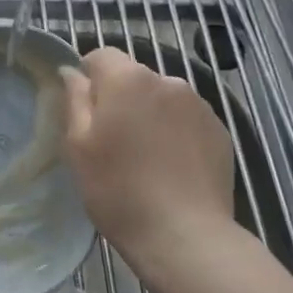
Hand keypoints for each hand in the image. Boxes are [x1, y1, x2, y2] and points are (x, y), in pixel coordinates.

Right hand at [62, 47, 234, 272]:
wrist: (186, 236)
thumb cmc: (119, 190)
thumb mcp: (78, 145)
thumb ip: (75, 99)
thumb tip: (72, 72)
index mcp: (128, 79)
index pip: (101, 55)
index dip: (89, 79)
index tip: (86, 114)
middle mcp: (167, 80)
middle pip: (134, 77)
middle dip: (121, 99)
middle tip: (113, 143)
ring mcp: (199, 105)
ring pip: (162, 98)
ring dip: (150, 115)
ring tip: (146, 158)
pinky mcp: (220, 131)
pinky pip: (187, 120)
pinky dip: (176, 133)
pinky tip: (172, 168)